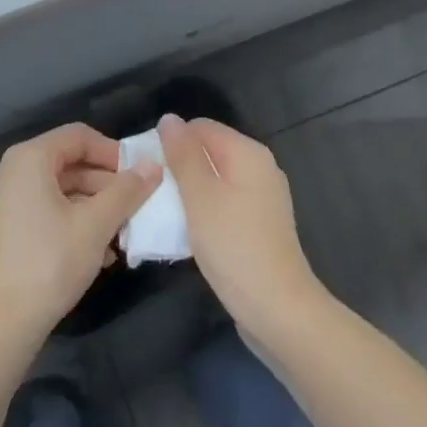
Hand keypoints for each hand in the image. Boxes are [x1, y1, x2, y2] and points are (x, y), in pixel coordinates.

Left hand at [0, 123, 162, 344]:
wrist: (0, 325)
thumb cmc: (50, 263)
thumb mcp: (97, 224)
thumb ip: (127, 190)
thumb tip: (153, 165)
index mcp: (28, 159)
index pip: (79, 136)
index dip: (113, 151)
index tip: (139, 174)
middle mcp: (10, 171)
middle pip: (69, 162)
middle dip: (106, 183)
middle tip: (135, 205)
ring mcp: (2, 201)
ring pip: (59, 189)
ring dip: (94, 205)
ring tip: (122, 233)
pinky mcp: (2, 228)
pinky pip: (44, 209)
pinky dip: (73, 220)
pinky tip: (99, 251)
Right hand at [156, 113, 324, 333]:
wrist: (277, 308)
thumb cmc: (234, 246)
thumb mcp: (200, 196)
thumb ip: (183, 155)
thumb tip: (169, 119)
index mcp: (248, 153)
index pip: (200, 128)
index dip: (171, 143)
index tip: (149, 172)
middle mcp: (260, 168)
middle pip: (209, 153)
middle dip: (178, 169)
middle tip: (152, 196)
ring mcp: (262, 198)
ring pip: (214, 181)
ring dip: (188, 194)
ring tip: (164, 215)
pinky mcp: (259, 224)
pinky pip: (224, 204)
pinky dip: (204, 212)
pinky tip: (188, 233)